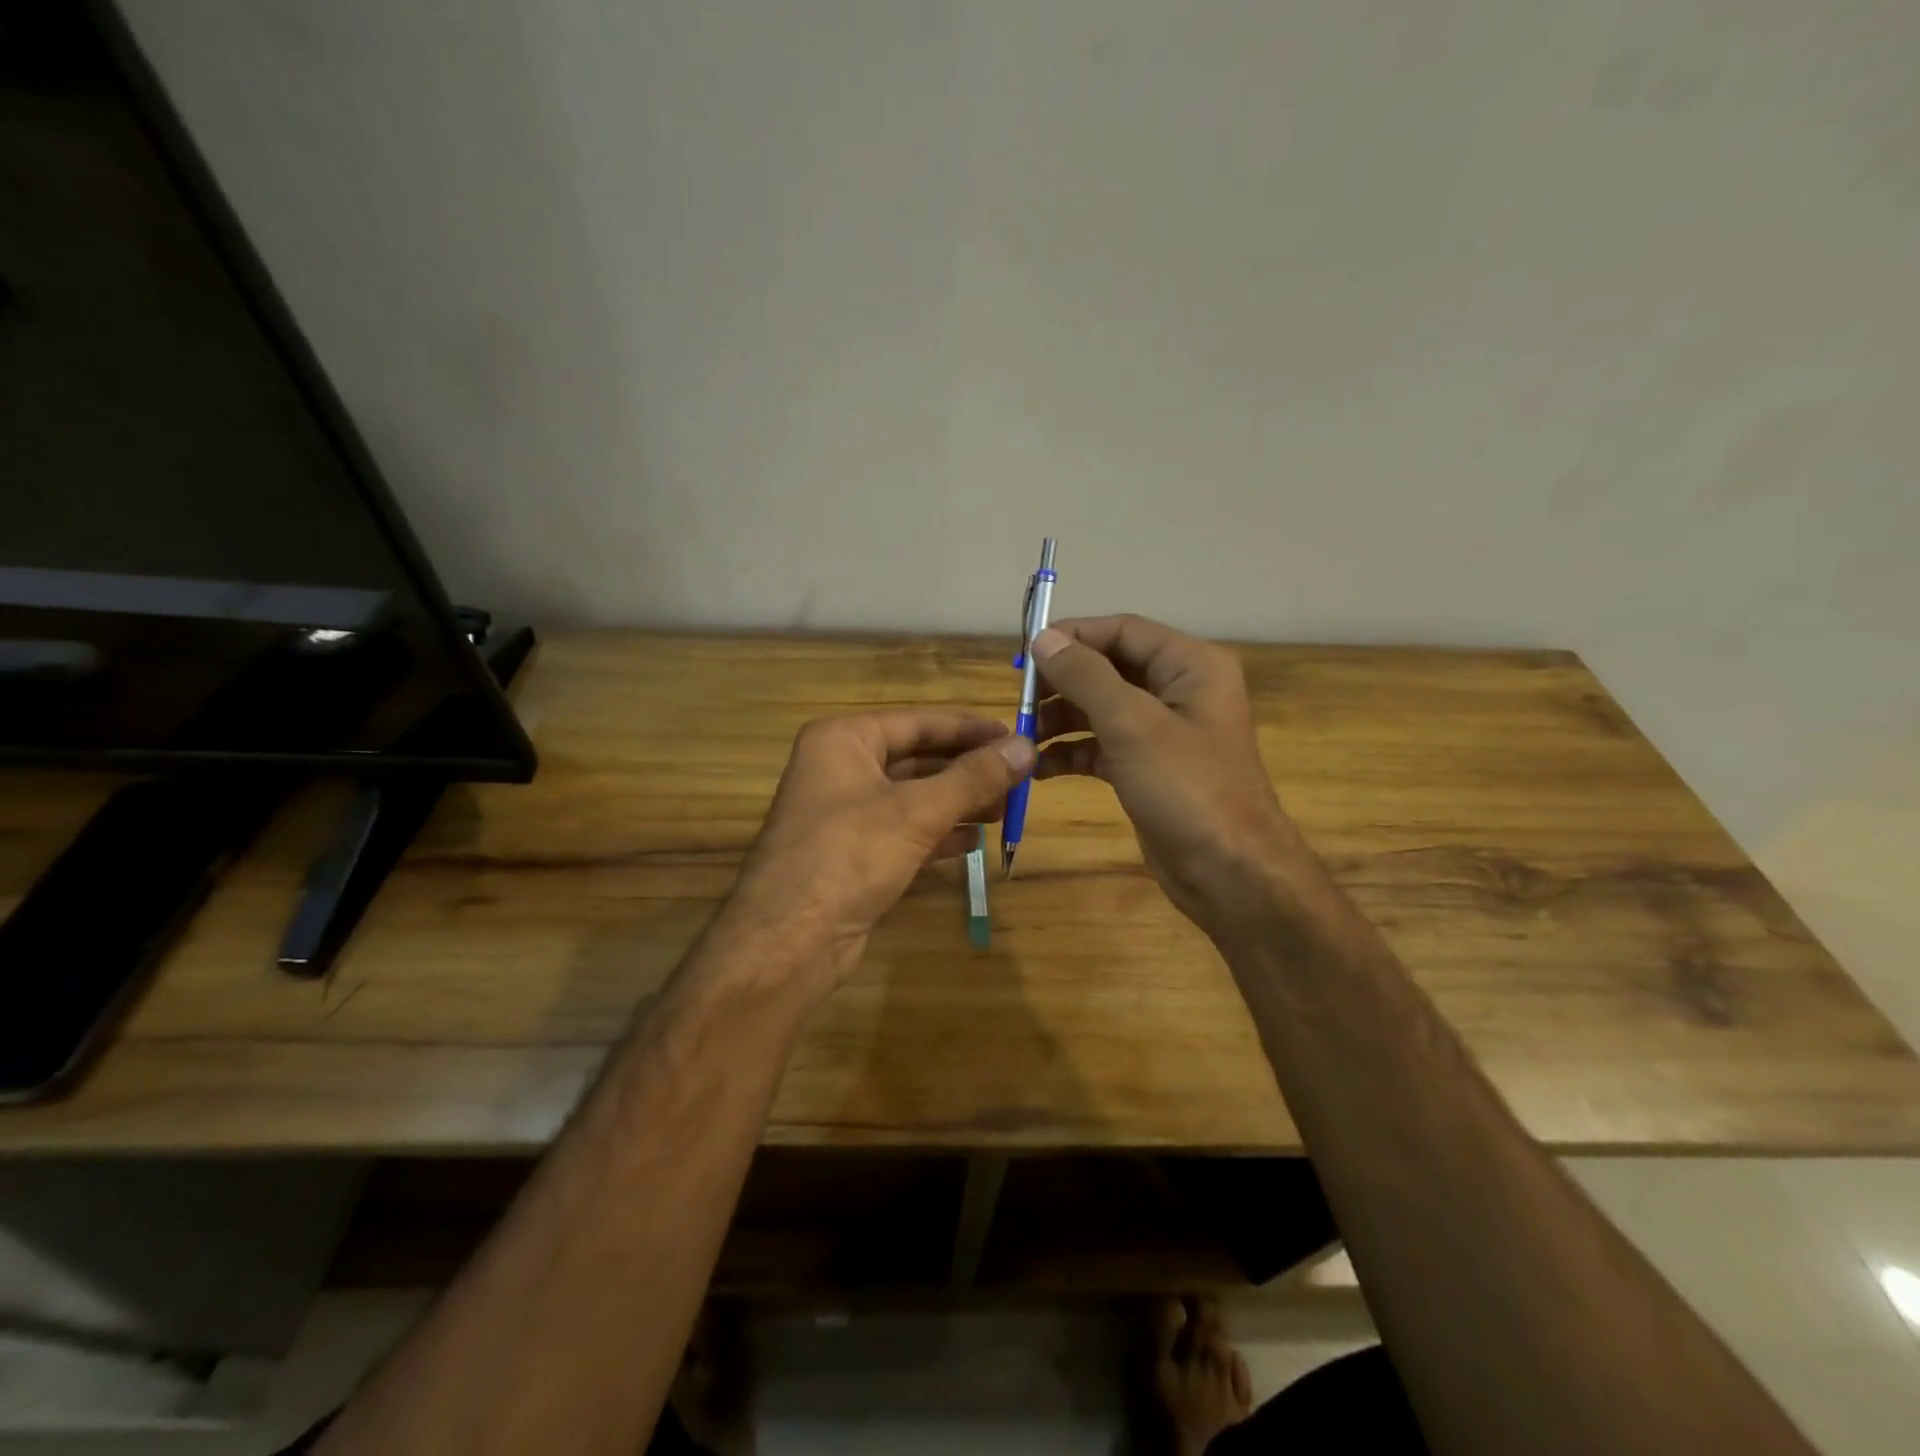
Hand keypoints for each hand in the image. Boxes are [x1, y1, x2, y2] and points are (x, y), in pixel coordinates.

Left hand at [725, 711, 1034, 989]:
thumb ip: (974, 778)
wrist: (789, 942)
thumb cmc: (849, 856)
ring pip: (912, 797)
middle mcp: (839, 769)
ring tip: (1003, 809)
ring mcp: (843, 814)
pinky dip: (937, 834)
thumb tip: (1027, 745)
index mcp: (843, 740)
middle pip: (916, 758)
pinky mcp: (852, 854)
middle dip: (966, 769)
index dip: (970, 729)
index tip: (1015, 736)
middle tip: (1017, 777)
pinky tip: (971, 843)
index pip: (918, 722)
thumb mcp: (917, 811)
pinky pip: (903, 832)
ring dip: (957, 802)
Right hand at [1031, 615, 1298, 927]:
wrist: (1229, 873)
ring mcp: (1163, 732)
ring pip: (1100, 709)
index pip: (1122, 631)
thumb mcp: (1132, 725)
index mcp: (1189, 665)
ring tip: (1023, 738)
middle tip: (1019, 700)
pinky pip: (1102, 746)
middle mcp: (1178, 690)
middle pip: (1108, 668)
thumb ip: (1085, 676)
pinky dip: (1072, 752)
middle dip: (1062, 683)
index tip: (1024, 653)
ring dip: (1060, 719)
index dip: (1073, 637)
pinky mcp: (1148, 768)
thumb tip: (1043, 639)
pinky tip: (1040, 768)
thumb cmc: (1187, 788)